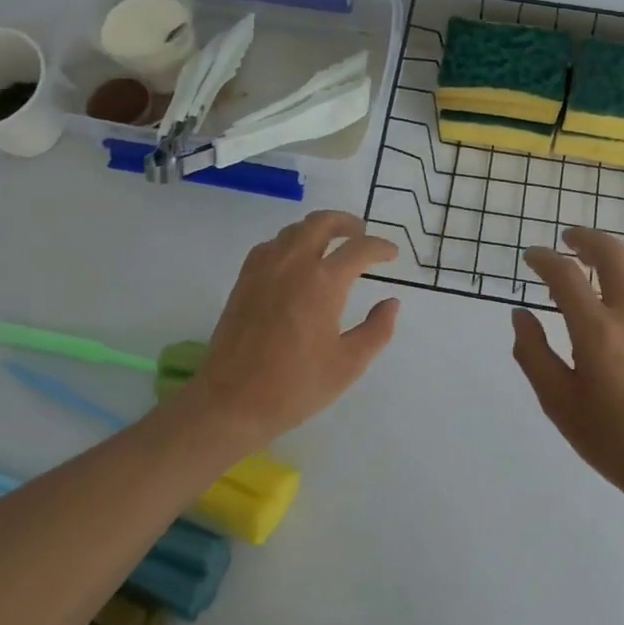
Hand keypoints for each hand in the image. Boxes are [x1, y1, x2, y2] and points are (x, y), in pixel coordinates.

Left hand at [181, 210, 400, 446]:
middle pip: (322, 222)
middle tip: (362, 233)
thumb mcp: (348, 364)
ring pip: (294, 230)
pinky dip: (290, 242)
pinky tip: (295, 261)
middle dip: (347, 223)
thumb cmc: (295, 386)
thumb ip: (376, 330)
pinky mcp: (244, 280)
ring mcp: (264, 269)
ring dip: (318, 229)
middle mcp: (293, 264)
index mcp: (323, 282)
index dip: (380, 247)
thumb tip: (391, 303)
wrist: (231, 401)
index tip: (392, 254)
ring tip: (332, 244)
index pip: (359, 249)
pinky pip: (271, 245)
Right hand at [511, 228, 623, 511]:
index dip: (544, 259)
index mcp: (596, 331)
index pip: (565, 275)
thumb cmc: (613, 439)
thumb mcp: (558, 402)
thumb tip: (520, 315)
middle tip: (566, 239)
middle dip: (584, 238)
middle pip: (610, 253)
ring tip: (596, 253)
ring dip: (614, 249)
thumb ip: (533, 354)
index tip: (531, 257)